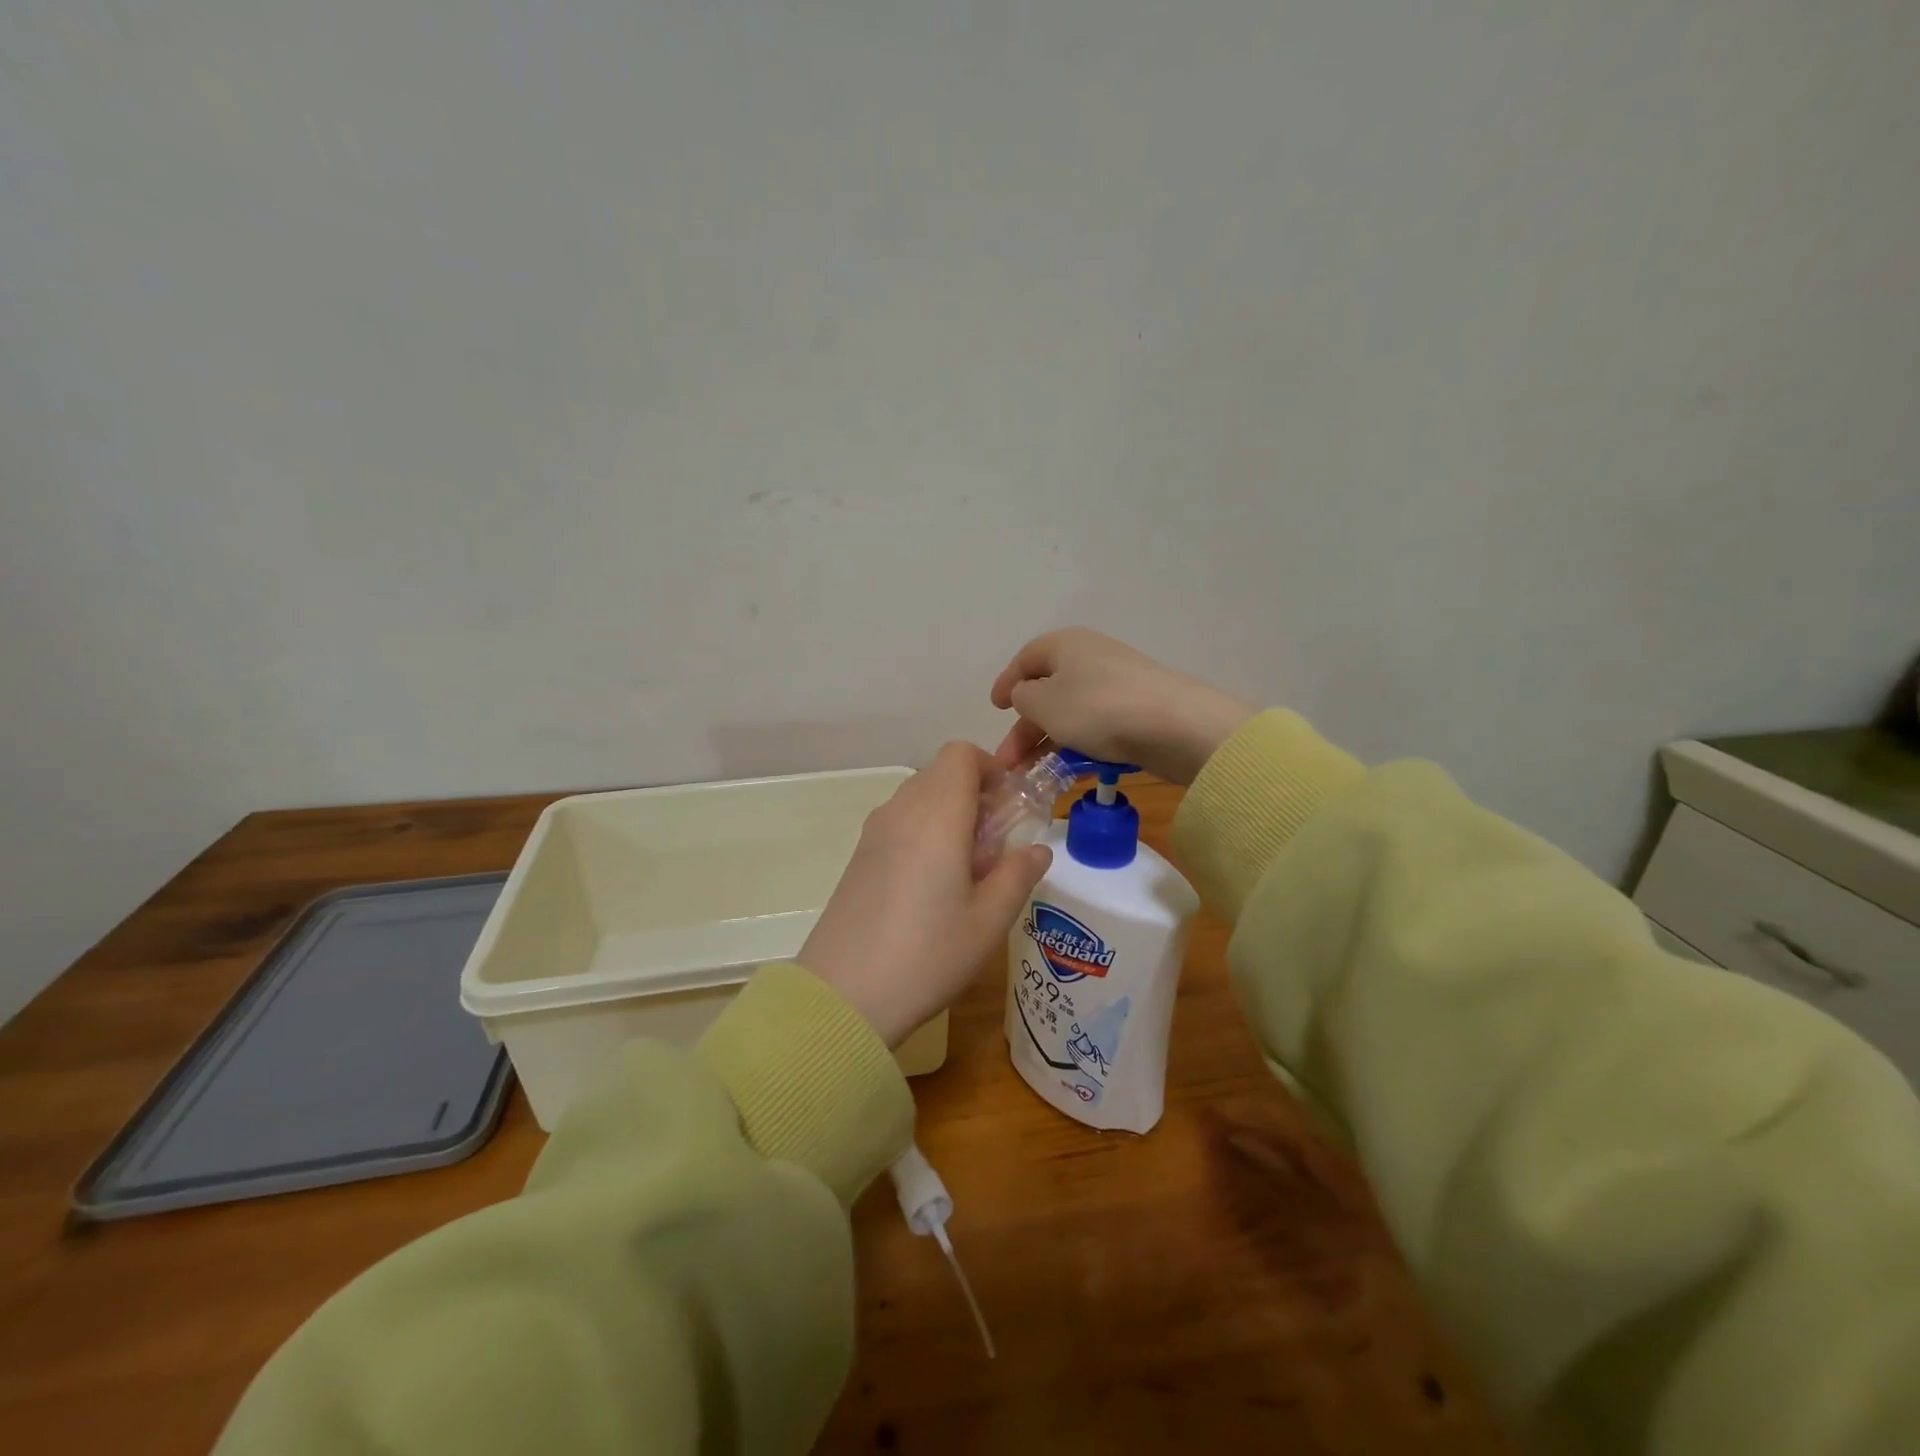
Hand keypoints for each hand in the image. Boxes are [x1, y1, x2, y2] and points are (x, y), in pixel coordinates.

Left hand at [800, 743, 1051, 1047]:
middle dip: (975, 795)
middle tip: (994, 847)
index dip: (991, 768)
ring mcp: (873, 833)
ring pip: (919, 798)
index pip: (961, 754)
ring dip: (949, 815)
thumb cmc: (928, 954)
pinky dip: (923, 833)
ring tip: (965, 872)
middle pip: (941, 774)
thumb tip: (1038, 849)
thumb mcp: (989, 921)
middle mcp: (901, 811)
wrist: (844, 995)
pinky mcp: (858, 856)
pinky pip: (899, 823)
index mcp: (937, 815)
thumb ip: (1018, 875)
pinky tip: (931, 887)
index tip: (1009, 807)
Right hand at [990, 628, 1253, 786]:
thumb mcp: (1044, 703)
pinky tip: (1067, 772)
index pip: (1026, 659)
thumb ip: (1023, 698)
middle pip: (1047, 691)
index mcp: (1064, 644)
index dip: (1006, 683)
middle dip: (1024, 728)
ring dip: (1047, 743)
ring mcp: (1116, 685)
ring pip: (1071, 714)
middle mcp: (1090, 658)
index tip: (994, 710)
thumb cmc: (1096, 708)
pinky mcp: (1137, 712)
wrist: (1174, 726)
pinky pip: (1096, 728)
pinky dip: (1077, 746)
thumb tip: (1025, 695)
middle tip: (1007, 762)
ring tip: (1031, 776)